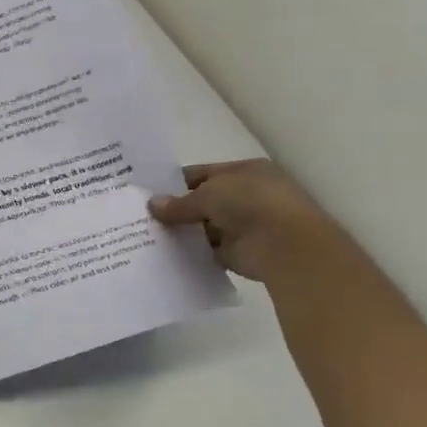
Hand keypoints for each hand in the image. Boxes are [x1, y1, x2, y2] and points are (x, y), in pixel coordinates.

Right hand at [148, 159, 350, 287]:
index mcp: (243, 172)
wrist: (285, 245)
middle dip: (175, 209)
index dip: (175, 183)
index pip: (202, 174)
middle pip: (202, 202)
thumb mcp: (208, 194)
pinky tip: (165, 255)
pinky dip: (191, 252)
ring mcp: (242, 225)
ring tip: (146, 236)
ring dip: (182, 232)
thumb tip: (153, 205)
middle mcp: (244, 196)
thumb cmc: (250, 204)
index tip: (147, 194)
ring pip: (203, 227)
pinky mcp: (238, 252)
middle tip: (141, 217)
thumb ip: (179, 203)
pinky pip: (207, 251)